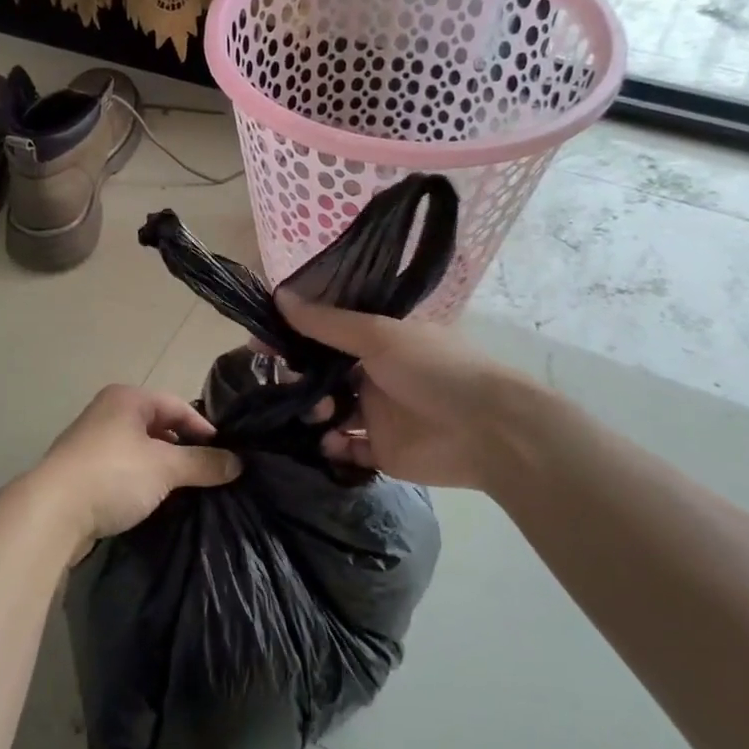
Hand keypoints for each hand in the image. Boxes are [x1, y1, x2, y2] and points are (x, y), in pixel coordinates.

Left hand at [24, 386, 240, 553]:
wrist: (52, 511)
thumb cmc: (113, 474)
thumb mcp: (165, 467)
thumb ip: (203, 463)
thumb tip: (237, 463)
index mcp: (126, 398)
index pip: (177, 406)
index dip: (203, 428)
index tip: (224, 455)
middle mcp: (107, 412)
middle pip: (157, 426)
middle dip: (183, 449)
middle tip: (208, 473)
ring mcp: (91, 442)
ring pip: (139, 450)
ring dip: (162, 468)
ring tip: (185, 490)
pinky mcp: (82, 471)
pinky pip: (122, 469)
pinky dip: (141, 481)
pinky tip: (153, 501)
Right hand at [275, 291, 550, 492]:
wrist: (489, 431)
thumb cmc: (435, 370)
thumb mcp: (378, 336)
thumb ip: (327, 323)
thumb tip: (279, 297)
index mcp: (379, 339)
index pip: (326, 332)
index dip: (294, 335)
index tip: (260, 342)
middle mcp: (374, 372)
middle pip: (323, 373)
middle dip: (299, 377)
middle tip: (284, 383)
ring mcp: (378, 413)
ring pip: (330, 411)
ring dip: (314, 411)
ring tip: (319, 414)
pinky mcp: (381, 451)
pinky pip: (345, 448)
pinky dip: (332, 445)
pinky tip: (329, 441)